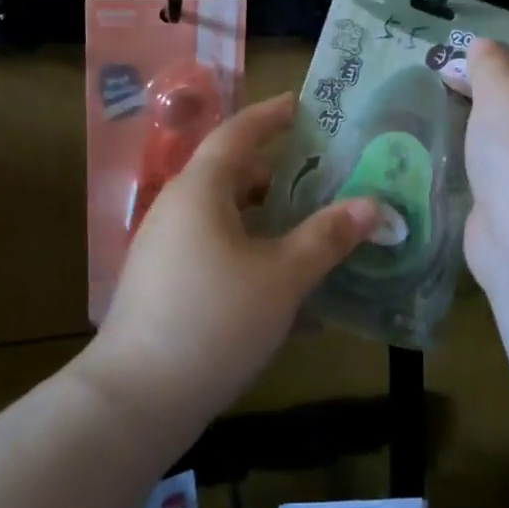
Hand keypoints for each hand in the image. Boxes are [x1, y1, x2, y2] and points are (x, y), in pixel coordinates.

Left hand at [84, 93, 376, 425]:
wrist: (135, 402)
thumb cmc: (214, 321)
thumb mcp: (283, 277)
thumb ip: (328, 237)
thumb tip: (373, 205)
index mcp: (200, 191)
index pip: (238, 133)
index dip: (271, 115)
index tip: (303, 105)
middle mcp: (178, 209)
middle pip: (232, 174)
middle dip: (278, 171)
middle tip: (323, 174)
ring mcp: (166, 248)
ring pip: (225, 215)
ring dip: (267, 216)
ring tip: (311, 227)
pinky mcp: (164, 283)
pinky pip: (214, 248)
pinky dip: (250, 250)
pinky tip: (282, 281)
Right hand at [463, 30, 508, 280]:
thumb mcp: (501, 90)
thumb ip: (489, 62)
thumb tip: (485, 46)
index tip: (479, 33)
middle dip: (495, 72)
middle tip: (452, 62)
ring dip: (485, 107)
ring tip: (446, 92)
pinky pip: (502, 152)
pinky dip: (481, 140)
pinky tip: (454, 134)